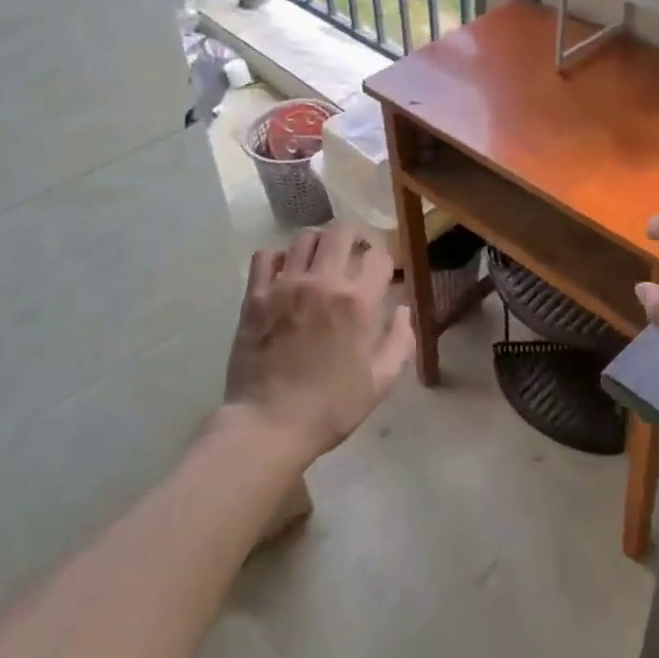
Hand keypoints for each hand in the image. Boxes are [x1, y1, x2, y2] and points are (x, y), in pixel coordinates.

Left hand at [224, 223, 414, 462]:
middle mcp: (323, 282)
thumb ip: (400, 340)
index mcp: (357, 302)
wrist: (269, 425)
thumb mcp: (381, 382)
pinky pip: (266, 255)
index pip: (380, 258)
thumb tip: (402, 310)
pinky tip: (285, 271)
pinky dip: (278, 256)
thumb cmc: (331, 408)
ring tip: (321, 258)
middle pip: (342, 232)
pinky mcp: (256, 295)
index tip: (382, 275)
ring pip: (305, 237)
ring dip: (319, 242)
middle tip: (355, 251)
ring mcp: (286, 285)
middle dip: (356, 236)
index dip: (386, 263)